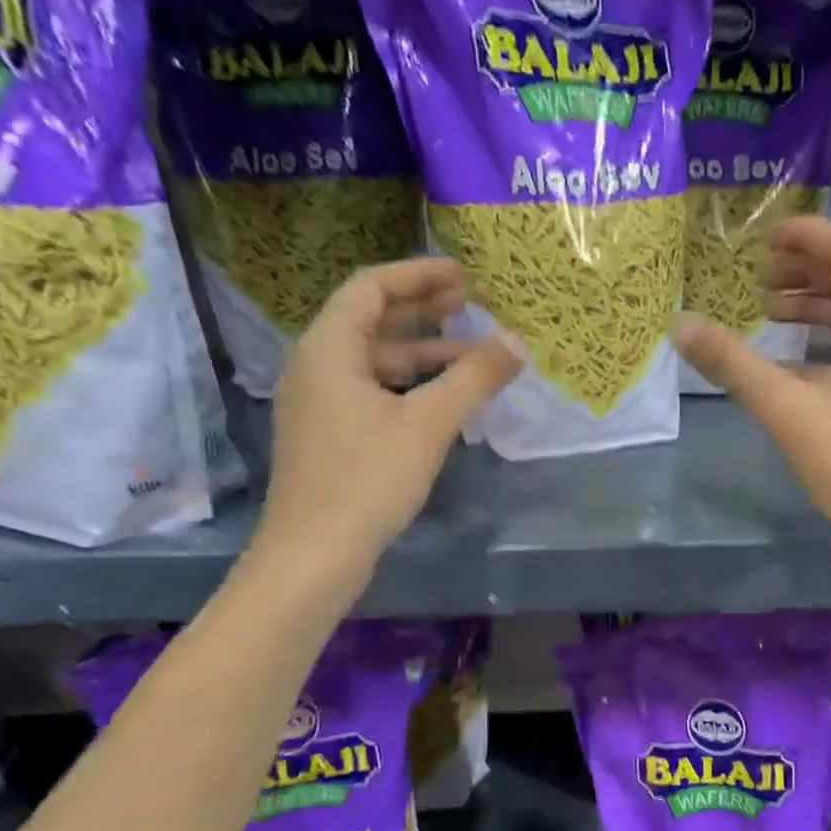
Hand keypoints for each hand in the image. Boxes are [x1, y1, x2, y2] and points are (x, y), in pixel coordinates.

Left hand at [254, 256, 522, 572]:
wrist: (313, 555)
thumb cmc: (367, 480)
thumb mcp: (427, 424)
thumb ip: (474, 378)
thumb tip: (517, 343)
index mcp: (329, 348)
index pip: (372, 287)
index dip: (418, 275)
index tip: (463, 275)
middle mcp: (316, 366)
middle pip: (372, 321)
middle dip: (423, 311)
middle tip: (470, 305)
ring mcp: (320, 404)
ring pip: (375, 361)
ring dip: (422, 353)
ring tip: (472, 356)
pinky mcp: (329, 436)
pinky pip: (372, 391)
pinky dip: (409, 385)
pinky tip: (443, 400)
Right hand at [674, 217, 830, 626]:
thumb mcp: (785, 408)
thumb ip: (733, 363)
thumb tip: (681, 325)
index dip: (808, 235)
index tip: (764, 238)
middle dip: (808, 267)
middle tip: (760, 274)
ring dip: (817, 302)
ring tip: (770, 309)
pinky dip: (828, 336)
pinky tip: (795, 359)